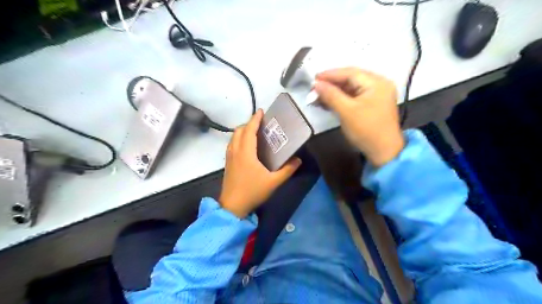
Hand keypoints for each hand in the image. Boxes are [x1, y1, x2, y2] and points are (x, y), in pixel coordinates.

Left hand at [220, 109, 304, 217]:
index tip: (261, 111)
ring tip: (254, 132)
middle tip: (260, 124)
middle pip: (239, 131)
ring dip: (242, 131)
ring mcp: (229, 157)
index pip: (249, 130)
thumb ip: (287, 170)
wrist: (233, 206)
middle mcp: (235, 151)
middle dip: (248, 123)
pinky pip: (231, 144)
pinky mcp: (227, 163)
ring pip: (233, 137)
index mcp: (246, 152)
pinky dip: (238, 138)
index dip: (254, 119)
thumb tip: (298, 160)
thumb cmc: (253, 192)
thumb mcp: (273, 182)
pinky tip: (246, 145)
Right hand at [312, 66, 403, 166]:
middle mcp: (379, 84)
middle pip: (351, 79)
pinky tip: (329, 102)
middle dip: (331, 83)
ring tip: (318, 95)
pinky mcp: (373, 104)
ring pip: (351, 88)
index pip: (350, 73)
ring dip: (335, 91)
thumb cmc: (366, 130)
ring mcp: (377, 94)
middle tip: (314, 88)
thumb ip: (331, 95)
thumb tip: (316, 84)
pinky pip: (354, 96)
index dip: (330, 75)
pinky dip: (341, 98)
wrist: (383, 152)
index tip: (313, 78)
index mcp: (376, 82)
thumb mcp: (346, 111)